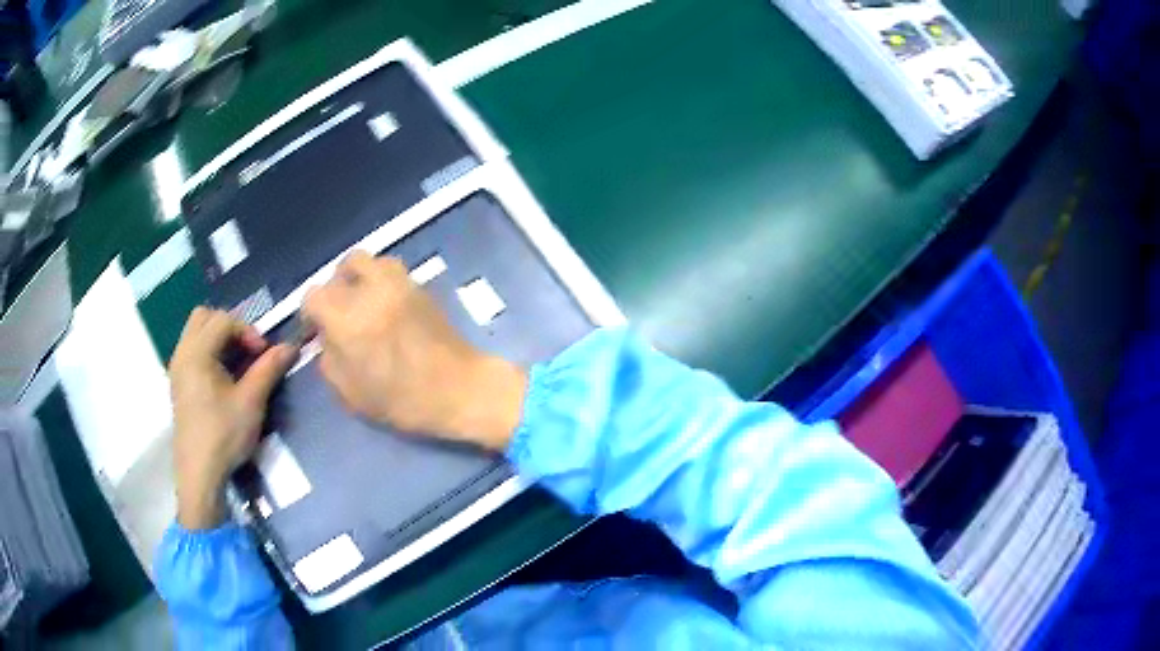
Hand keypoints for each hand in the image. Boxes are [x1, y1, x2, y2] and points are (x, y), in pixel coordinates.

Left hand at [169, 308, 295, 528]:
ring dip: (219, 339)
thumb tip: (290, 346)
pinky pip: (192, 350)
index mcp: (196, 353)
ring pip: (196, 333)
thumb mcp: (251, 403)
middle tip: (248, 352)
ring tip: (237, 365)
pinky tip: (223, 379)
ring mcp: (177, 368)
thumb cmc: (223, 436)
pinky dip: (209, 352)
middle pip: (204, 317)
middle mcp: (182, 353)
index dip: (247, 331)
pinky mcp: (178, 384)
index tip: (264, 355)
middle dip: (230, 327)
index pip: (223, 320)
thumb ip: (268, 369)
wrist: (199, 474)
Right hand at [301, 251, 526, 449]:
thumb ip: (329, 361)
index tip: (316, 330)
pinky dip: (382, 281)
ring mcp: (399, 283)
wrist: (460, 389)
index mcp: (347, 316)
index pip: (314, 295)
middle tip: (340, 311)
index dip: (311, 313)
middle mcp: (370, 289)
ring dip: (360, 276)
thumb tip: (326, 340)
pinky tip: (387, 306)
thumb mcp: (351, 393)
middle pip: (343, 267)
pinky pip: (393, 271)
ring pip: (370, 261)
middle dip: (335, 286)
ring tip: (363, 303)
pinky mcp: (422, 286)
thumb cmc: (403, 400)